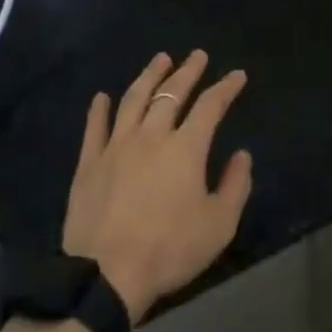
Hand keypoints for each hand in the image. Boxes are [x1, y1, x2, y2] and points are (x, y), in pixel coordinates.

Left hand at [62, 51, 253, 322]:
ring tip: (160, 60)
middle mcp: (152, 135)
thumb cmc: (169, 250)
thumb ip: (236, 186)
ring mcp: (117, 146)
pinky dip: (99, 109)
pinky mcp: (89, 163)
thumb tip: (242, 155)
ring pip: (134, 99)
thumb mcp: (219, 225)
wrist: (106, 276)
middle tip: (198, 55)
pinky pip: (95, 128)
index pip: (211, 106)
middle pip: (171, 93)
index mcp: (186, 148)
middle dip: (188, 71)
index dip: (226, 88)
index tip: (237, 75)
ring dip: (149, 76)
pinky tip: (102, 97)